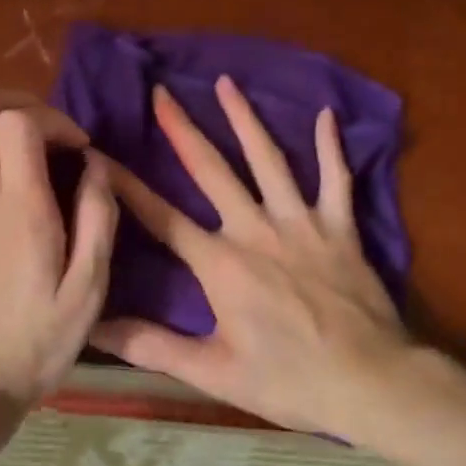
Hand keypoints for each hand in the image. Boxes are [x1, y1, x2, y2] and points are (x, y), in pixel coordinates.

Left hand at [0, 91, 118, 409]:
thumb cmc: (39, 341)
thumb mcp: (90, 288)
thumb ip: (97, 218)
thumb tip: (96, 165)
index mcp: (21, 207)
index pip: (18, 121)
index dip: (52, 118)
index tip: (76, 149)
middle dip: (16, 106)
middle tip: (45, 136)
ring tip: (13, 153)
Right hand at [89, 77, 414, 435]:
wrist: (371, 383)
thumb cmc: (289, 381)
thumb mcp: (214, 372)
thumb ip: (152, 346)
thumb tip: (94, 328)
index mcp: (220, 264)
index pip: (162, 217)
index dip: (127, 186)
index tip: (101, 155)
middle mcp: (255, 229)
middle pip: (212, 170)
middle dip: (183, 129)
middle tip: (162, 93)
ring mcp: (301, 222)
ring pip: (268, 159)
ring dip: (245, 119)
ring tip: (226, 82)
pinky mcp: (340, 227)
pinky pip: (336, 178)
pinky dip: (331, 147)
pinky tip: (326, 115)